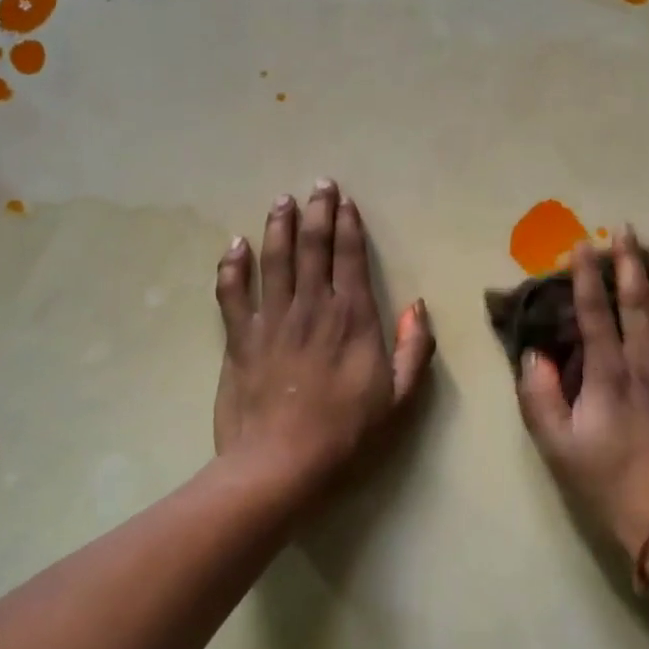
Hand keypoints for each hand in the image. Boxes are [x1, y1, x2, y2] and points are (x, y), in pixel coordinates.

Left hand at [213, 181, 434, 503]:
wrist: (280, 464)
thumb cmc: (346, 434)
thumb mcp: (400, 398)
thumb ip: (415, 349)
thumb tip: (416, 306)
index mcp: (353, 318)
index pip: (351, 258)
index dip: (348, 225)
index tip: (345, 201)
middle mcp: (312, 307)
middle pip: (313, 247)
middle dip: (316, 211)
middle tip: (317, 185)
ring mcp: (272, 320)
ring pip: (274, 259)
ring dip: (278, 226)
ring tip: (281, 200)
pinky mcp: (239, 338)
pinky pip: (232, 293)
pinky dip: (232, 266)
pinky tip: (235, 246)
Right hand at [516, 229, 648, 583]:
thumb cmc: (608, 486)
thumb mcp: (556, 447)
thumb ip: (539, 397)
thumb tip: (533, 355)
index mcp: (608, 375)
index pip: (595, 314)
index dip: (586, 278)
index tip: (581, 245)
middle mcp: (648, 366)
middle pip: (639, 304)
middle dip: (630, 264)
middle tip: (626, 230)